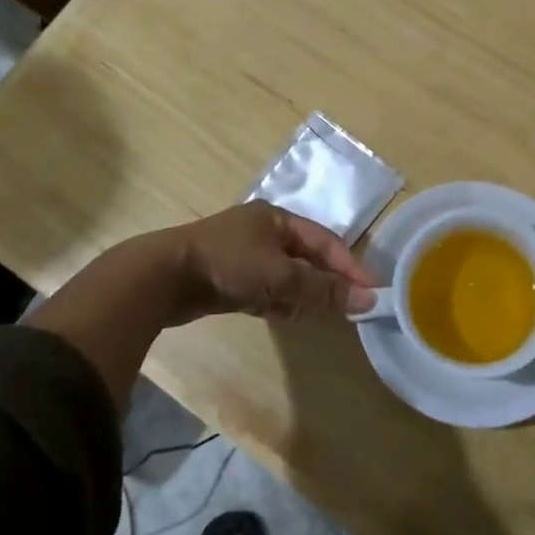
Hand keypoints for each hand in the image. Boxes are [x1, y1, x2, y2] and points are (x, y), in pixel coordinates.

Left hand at [167, 202, 379, 322]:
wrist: (162, 278)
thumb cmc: (227, 265)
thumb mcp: (280, 276)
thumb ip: (322, 289)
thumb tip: (367, 300)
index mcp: (277, 219)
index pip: (326, 241)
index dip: (350, 267)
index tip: (371, 293)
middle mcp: (263, 232)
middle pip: (307, 260)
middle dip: (320, 285)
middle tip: (336, 310)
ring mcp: (243, 255)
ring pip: (286, 279)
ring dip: (295, 297)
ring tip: (293, 313)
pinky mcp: (228, 278)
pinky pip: (264, 291)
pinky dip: (273, 303)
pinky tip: (273, 314)